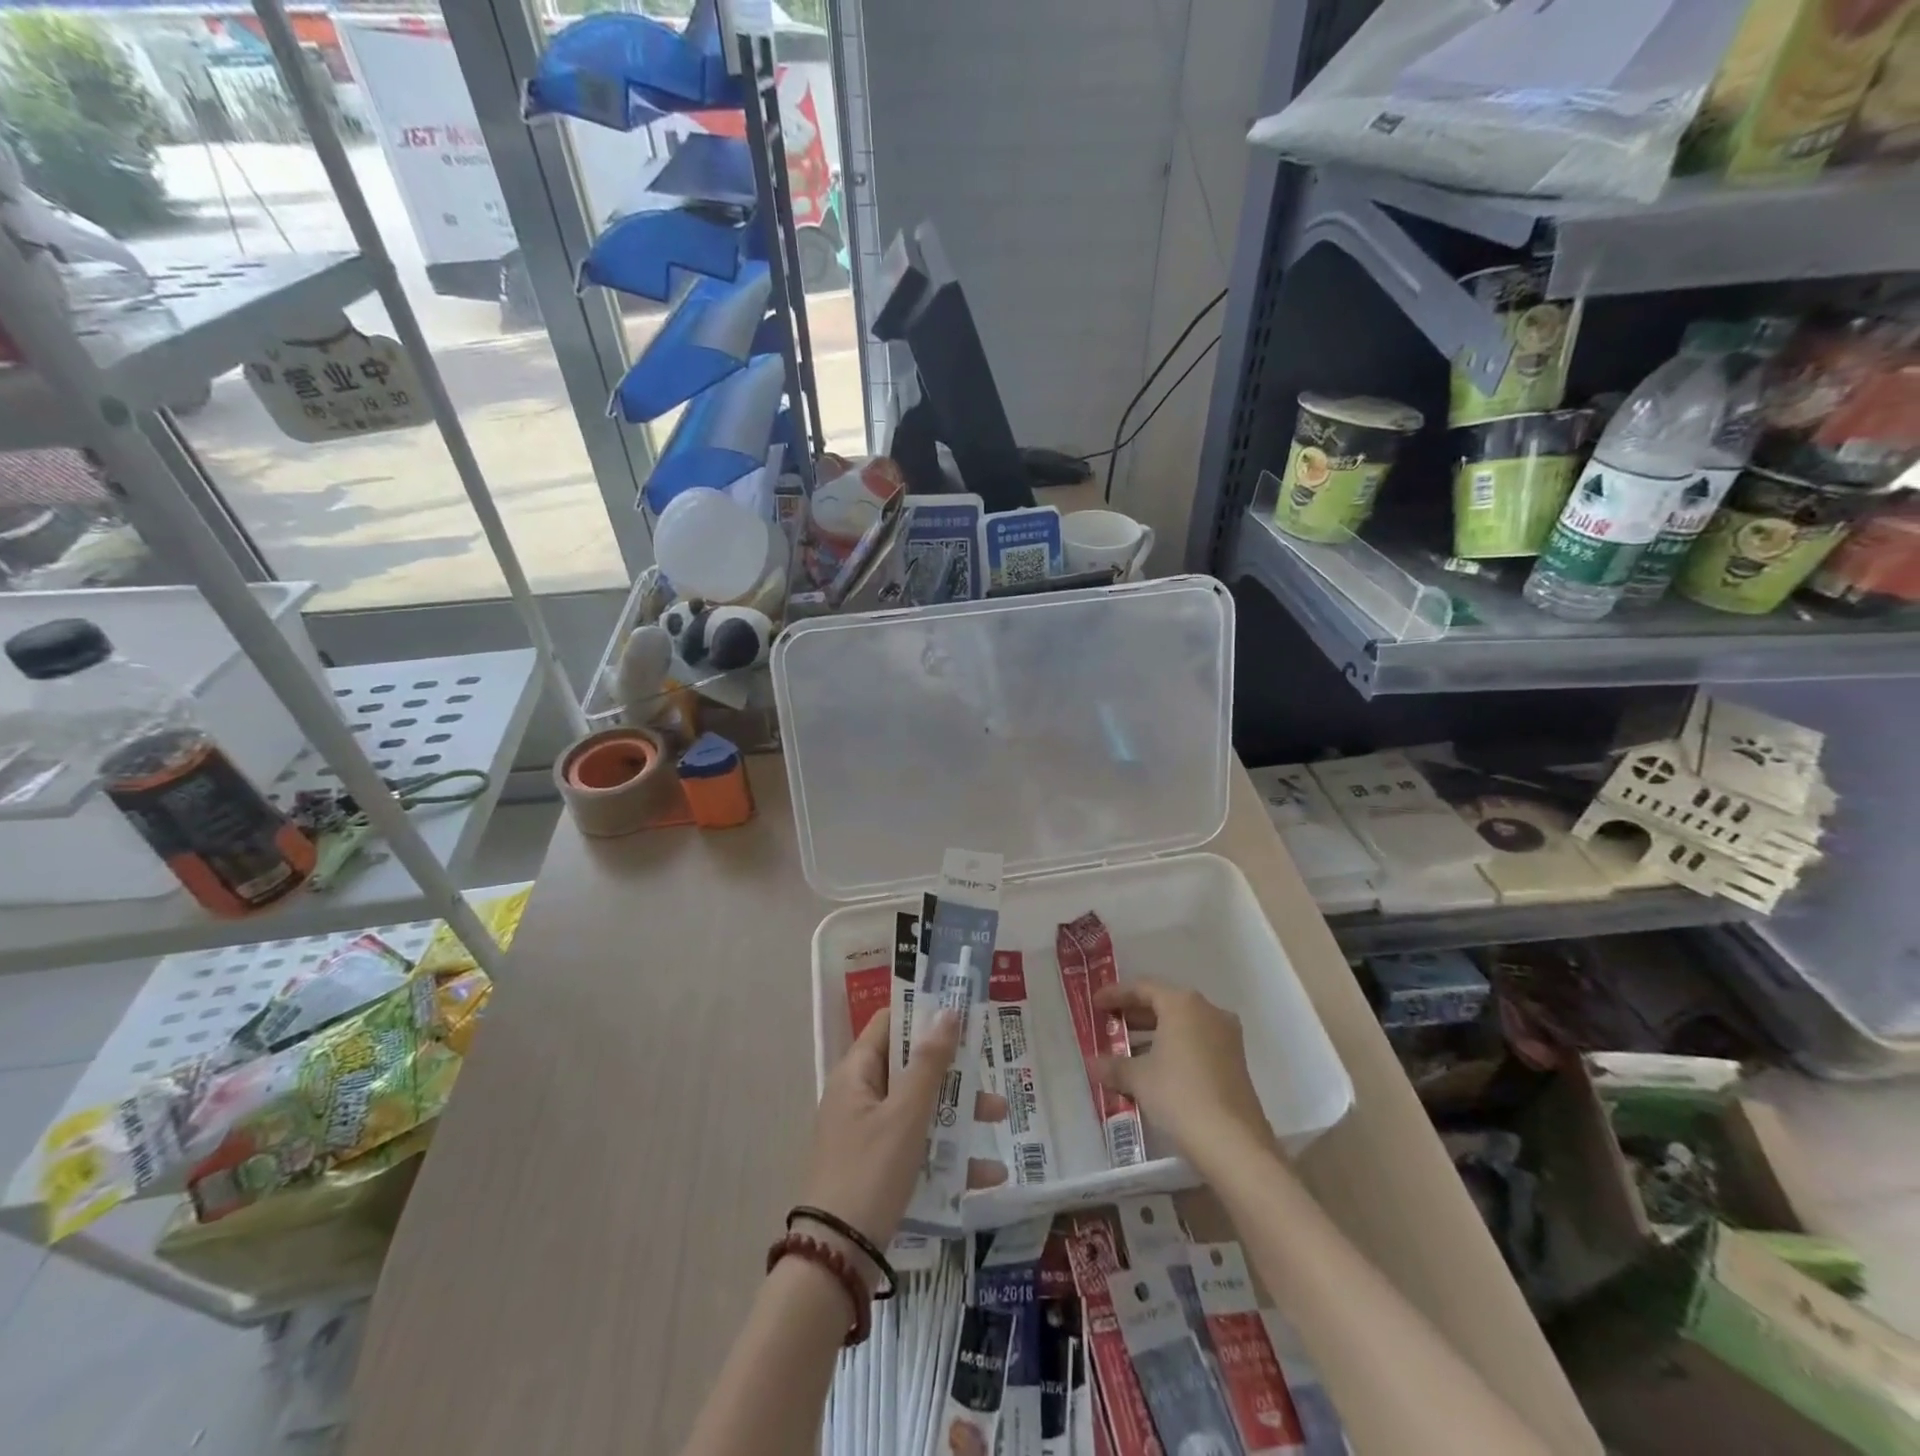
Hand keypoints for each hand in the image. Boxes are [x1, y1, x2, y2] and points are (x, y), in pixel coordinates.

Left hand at [799, 1008, 1006, 1267]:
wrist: (833, 1260)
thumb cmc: (870, 1172)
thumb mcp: (906, 1114)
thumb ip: (929, 1063)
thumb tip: (947, 1010)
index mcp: (857, 1073)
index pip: (890, 1024)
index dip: (923, 1014)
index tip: (961, 1013)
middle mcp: (860, 1097)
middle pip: (910, 1067)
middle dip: (951, 1069)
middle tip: (987, 1067)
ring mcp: (867, 1134)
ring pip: (918, 1108)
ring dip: (956, 1111)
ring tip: (999, 1116)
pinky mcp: (878, 1169)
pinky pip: (917, 1148)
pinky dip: (947, 1154)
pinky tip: (988, 1175)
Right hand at [1091, 980, 1273, 1174]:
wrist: (1233, 1143)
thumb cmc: (1179, 1095)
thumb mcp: (1139, 1078)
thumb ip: (1113, 1066)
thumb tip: (1093, 1064)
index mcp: (1183, 1004)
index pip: (1143, 988)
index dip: (1115, 994)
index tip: (1095, 1003)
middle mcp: (1208, 1012)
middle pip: (1165, 1003)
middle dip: (1135, 1014)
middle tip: (1110, 1024)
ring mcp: (1226, 1037)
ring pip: (1183, 1025)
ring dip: (1154, 1034)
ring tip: (1128, 1051)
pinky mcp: (1235, 1063)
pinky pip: (1197, 1043)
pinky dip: (1174, 1049)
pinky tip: (1156, 1070)